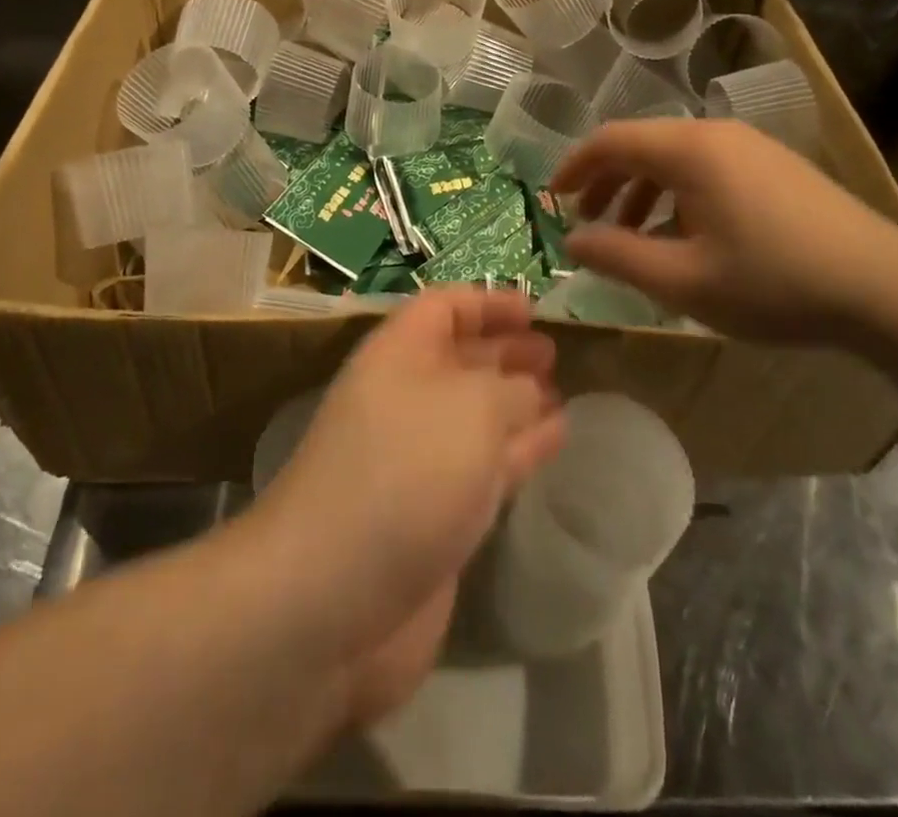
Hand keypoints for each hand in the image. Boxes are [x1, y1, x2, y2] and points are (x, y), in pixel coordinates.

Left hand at [251, 288, 564, 724]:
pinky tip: (555, 439)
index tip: (535, 309)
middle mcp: (405, 398)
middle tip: (556, 352)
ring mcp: (418, 459)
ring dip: (518, 402)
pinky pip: (485, 466)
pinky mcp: (434, 513)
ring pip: (476, 415)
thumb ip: (512, 389)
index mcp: (398, 354)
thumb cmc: (405, 470)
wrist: (335, 596)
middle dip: (506, 352)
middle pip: (460, 360)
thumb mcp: (472, 407)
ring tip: (562, 392)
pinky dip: (520, 449)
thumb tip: (530, 391)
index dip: (488, 302)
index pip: (444, 307)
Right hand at [551, 118, 897, 347]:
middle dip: (607, 183)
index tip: (553, 200)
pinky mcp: (776, 167)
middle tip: (588, 225)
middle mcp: (717, 134)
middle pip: (642, 145)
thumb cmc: (773, 282)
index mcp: (690, 150)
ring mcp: (752, 148)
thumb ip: (618, 256)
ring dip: (643, 193)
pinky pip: (708, 170)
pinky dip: (678, 196)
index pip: (611, 140)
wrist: (885, 289)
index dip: (575, 167)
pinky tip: (685, 238)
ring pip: (676, 159)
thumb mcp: (683, 280)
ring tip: (633, 238)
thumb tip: (572, 241)